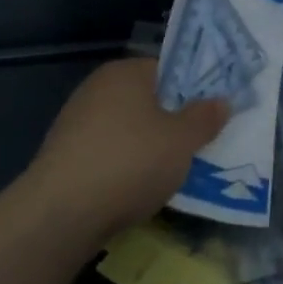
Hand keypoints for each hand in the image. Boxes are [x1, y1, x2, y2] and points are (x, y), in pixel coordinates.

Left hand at [22, 59, 227, 246]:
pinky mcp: (64, 156)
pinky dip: (124, 168)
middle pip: (146, 100)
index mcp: (125, 72)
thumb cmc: (130, 162)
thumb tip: (221, 101)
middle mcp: (97, 88)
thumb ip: (204, 118)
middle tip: (198, 146)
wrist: (61, 214)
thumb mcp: (182, 141)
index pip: (166, 69)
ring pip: (127, 130)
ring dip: (148, 148)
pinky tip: (137, 191)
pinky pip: (107, 154)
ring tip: (172, 174)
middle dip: (171, 122)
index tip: (211, 115)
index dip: (192, 90)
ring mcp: (76, 122)